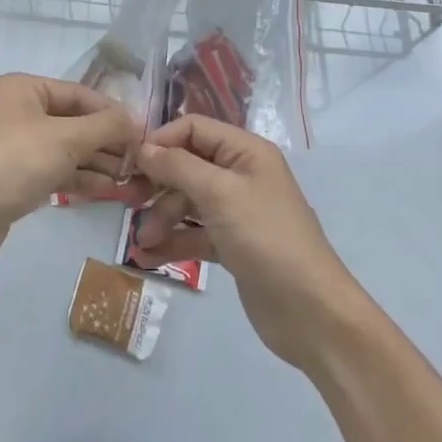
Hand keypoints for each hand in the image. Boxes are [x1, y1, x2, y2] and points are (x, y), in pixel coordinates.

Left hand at [0, 73, 150, 269]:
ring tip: (132, 178)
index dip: (112, 112)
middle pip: (72, 121)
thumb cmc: (14, 163)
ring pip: (65, 148)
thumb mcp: (66, 139)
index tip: (143, 132)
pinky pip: (54, 169)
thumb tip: (137, 119)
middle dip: (106, 141)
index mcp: (22, 88)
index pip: (78, 94)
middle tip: (140, 160)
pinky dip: (79, 177)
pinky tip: (108, 189)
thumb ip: (105, 126)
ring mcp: (14, 145)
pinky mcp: (14, 177)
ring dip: (97, 162)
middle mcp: (16, 110)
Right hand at [133, 115, 365, 370]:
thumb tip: (143, 147)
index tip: (131, 161)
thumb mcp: (220, 194)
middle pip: (187, 165)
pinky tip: (148, 258)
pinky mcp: (232, 245)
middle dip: (158, 184)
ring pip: (187, 202)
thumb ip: (178, 166)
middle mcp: (240, 174)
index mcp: (245, 151)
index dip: (162, 140)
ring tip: (142, 243)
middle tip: (129, 202)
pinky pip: (194, 234)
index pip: (194, 128)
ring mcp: (236, 211)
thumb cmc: (266, 238)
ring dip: (161, 218)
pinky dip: (173, 242)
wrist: (312, 313)